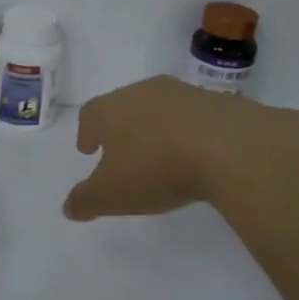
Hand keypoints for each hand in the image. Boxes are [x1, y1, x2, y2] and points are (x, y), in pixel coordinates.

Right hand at [63, 75, 298, 220]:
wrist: (230, 147)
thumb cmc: (156, 168)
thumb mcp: (112, 195)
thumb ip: (86, 201)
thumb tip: (68, 207)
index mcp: (110, 109)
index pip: (90, 115)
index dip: (87, 132)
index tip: (88, 149)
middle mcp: (143, 92)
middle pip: (123, 106)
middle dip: (120, 127)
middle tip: (121, 150)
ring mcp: (183, 93)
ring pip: (159, 108)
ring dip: (155, 128)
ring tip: (160, 153)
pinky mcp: (218, 103)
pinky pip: (193, 117)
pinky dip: (188, 132)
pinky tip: (195, 155)